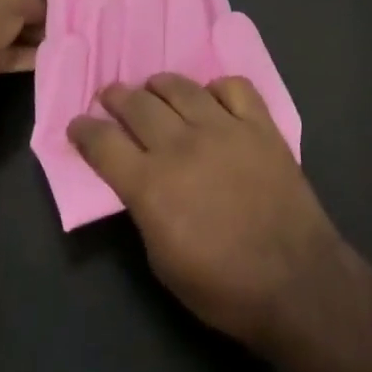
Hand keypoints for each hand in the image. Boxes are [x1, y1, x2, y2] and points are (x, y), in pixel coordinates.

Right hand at [69, 73, 347, 346]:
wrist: (295, 281)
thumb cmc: (222, 287)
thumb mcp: (162, 260)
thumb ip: (144, 208)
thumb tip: (137, 179)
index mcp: (151, 184)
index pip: (104, 144)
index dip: (84, 130)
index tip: (77, 124)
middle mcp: (182, 145)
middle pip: (138, 104)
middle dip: (116, 97)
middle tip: (109, 95)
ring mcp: (223, 128)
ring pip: (181, 87)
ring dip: (159, 85)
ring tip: (153, 87)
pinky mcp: (259, 123)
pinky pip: (233, 86)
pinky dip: (217, 88)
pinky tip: (212, 98)